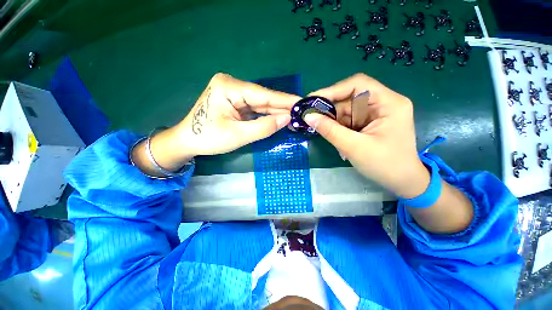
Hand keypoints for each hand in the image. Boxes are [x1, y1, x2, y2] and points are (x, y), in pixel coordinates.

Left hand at [132, 73, 298, 175]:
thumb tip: (287, 119)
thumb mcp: (238, 135)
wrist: (187, 141)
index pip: (263, 94)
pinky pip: (255, 108)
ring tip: (294, 117)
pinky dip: (267, 115)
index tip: (303, 103)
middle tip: (301, 112)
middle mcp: (232, 85)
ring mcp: (234, 93)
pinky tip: (280, 118)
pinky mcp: (235, 102)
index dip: (285, 100)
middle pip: (263, 98)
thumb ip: (264, 127)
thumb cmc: (208, 138)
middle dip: (282, 107)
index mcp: (229, 87)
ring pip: (261, 104)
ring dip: (276, 112)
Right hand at [303, 73, 429, 197]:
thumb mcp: (354, 147)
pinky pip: (348, 120)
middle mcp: (382, 103)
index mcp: (388, 103)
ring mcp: (375, 113)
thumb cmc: (384, 165)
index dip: (333, 90)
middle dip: (330, 110)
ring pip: (346, 110)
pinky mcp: (368, 123)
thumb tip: (308, 116)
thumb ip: (330, 131)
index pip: (357, 85)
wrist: (401, 181)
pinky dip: (338, 128)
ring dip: (333, 122)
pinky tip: (336, 140)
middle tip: (312, 119)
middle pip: (349, 98)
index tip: (312, 100)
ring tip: (325, 134)